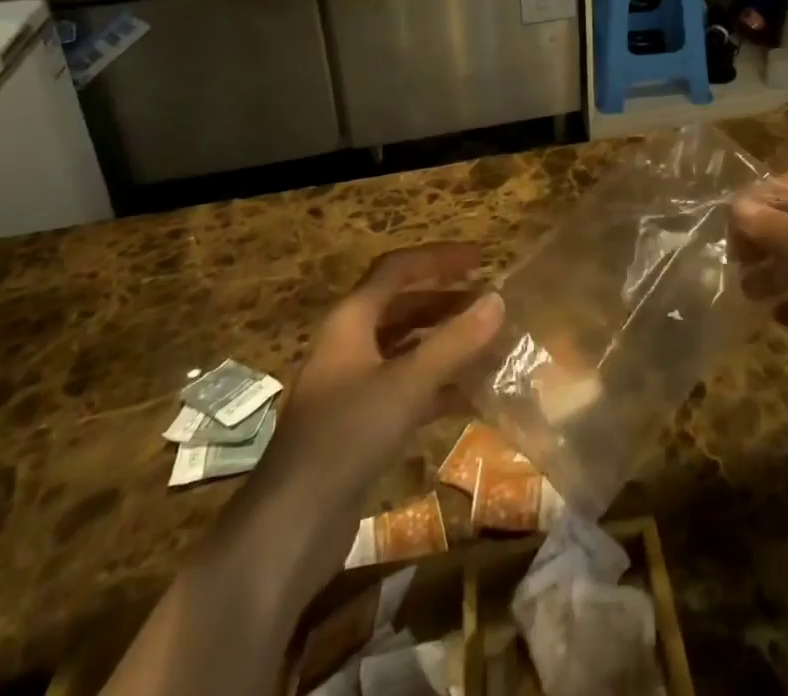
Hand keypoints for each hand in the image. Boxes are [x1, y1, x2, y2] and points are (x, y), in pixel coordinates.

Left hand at [213, 245, 503, 595]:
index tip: (480, 258)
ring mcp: (351, 387)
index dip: (438, 259)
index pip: (397, 269)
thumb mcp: (406, 384)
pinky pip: (405, 388)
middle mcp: (348, 345)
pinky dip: (437, 384)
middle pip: (401, 307)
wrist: (289, 528)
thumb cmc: (346, 437)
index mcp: (350, 320)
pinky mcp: (358, 425)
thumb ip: (454, 342)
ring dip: (444, 343)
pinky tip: (471, 395)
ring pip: (405, 349)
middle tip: (488, 302)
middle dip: (445, 301)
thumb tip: (498, 300)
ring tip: (488, 343)